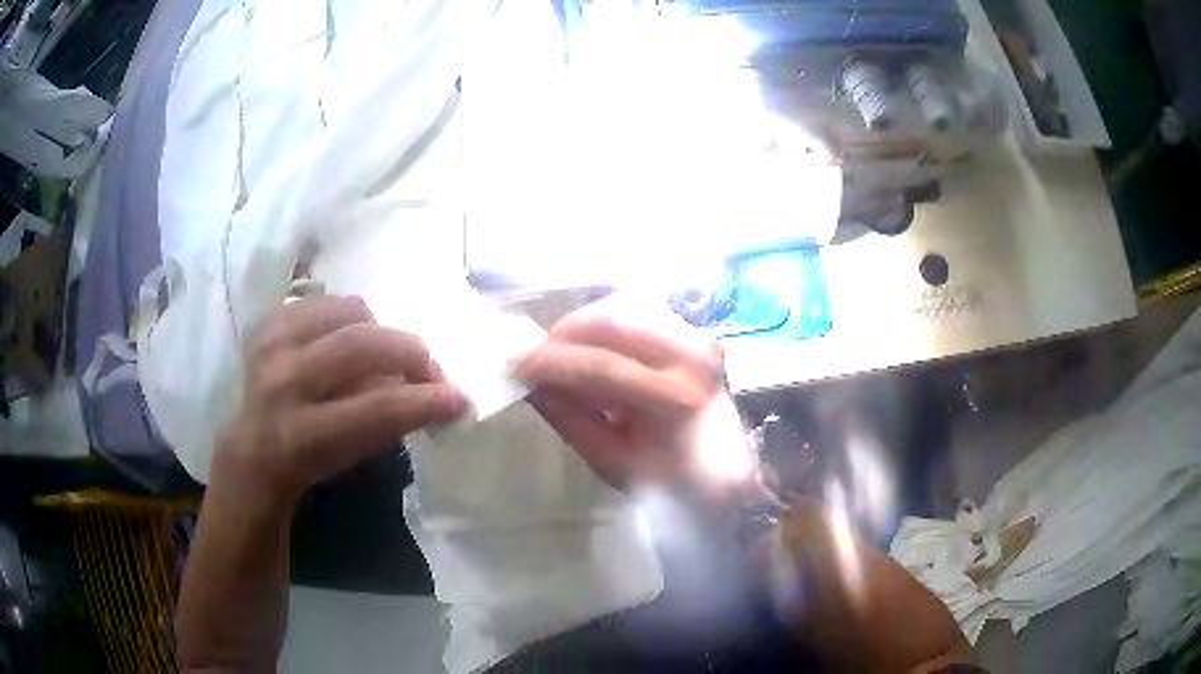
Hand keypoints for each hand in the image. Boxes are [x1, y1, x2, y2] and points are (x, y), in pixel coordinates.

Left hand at [214, 295, 467, 501]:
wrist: (251, 445)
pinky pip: (326, 299)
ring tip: (381, 354)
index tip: (459, 398)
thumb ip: (389, 423)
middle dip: (409, 352)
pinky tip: (347, 340)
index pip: (375, 409)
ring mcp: (271, 342)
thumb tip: (434, 390)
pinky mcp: (268, 318)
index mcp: (301, 433)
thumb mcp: (350, 458)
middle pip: (362, 345)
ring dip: (378, 331)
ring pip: (348, 311)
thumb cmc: (309, 460)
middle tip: (426, 368)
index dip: (425, 400)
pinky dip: (349, 317)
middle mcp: (282, 381)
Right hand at [513, 301, 745, 489]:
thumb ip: (571, 419)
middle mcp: (691, 355)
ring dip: (584, 325)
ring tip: (560, 352)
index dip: (551, 362)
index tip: (514, 364)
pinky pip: (641, 311)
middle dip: (563, 333)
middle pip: (612, 322)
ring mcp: (696, 338)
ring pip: (625, 307)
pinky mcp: (692, 333)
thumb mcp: (612, 461)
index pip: (600, 366)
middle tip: (534, 356)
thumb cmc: (670, 481)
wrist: (725, 475)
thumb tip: (532, 384)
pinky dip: (607, 322)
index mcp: (675, 398)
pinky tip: (591, 346)